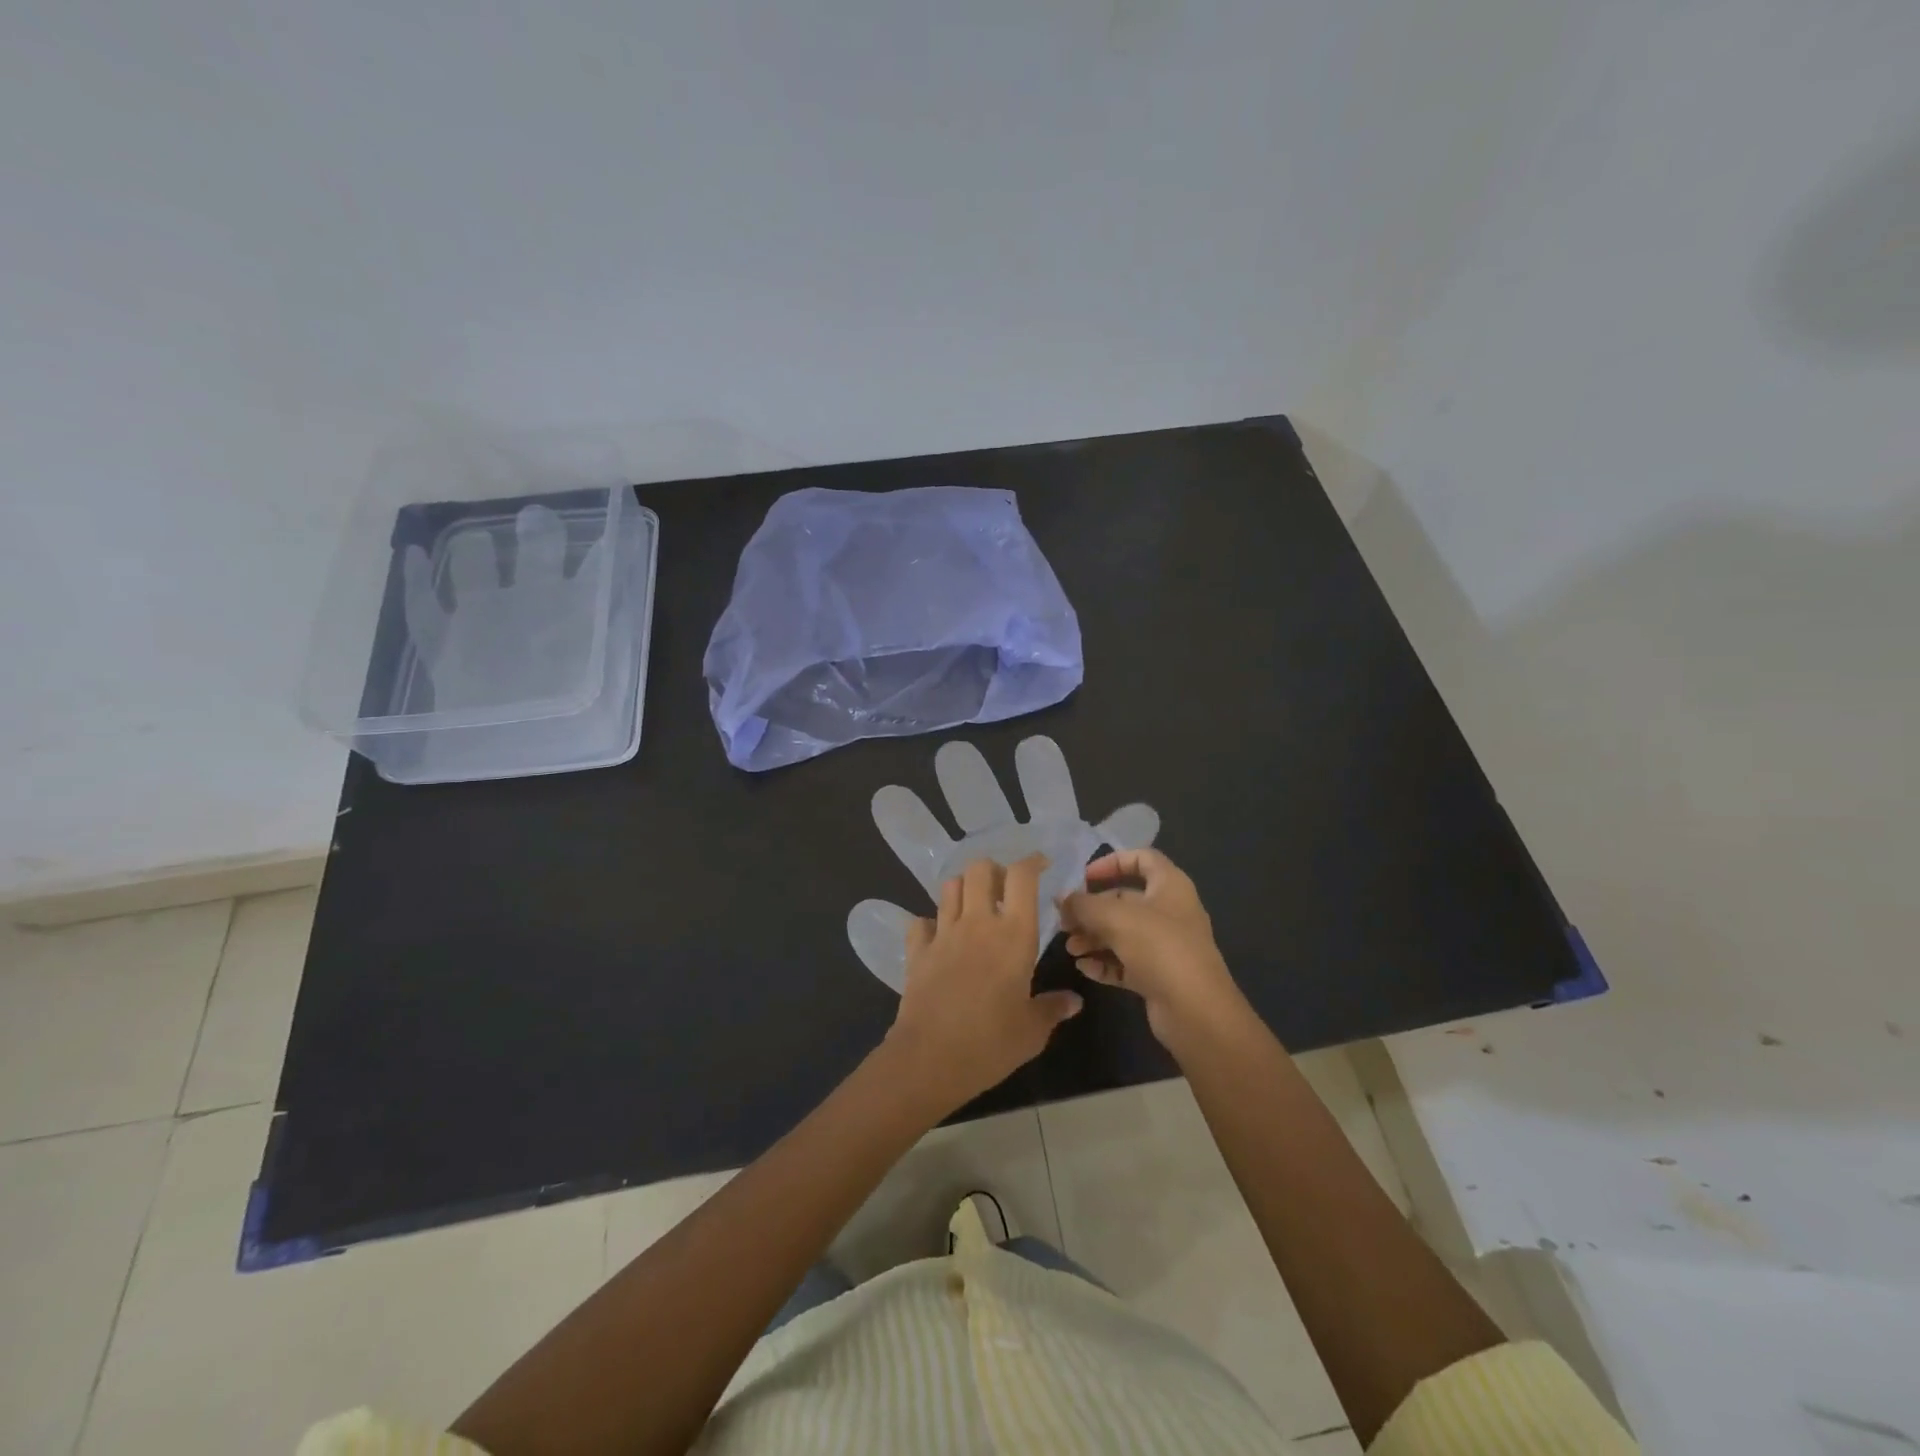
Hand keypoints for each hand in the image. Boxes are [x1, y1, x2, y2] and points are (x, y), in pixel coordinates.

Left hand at [884, 854, 1083, 1113]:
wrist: (930, 1058)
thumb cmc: (991, 1043)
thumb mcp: (1032, 1031)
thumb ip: (1053, 1009)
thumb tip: (1074, 1001)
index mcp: (1014, 934)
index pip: (1022, 877)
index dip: (1032, 862)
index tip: (1041, 865)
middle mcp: (978, 922)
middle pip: (980, 869)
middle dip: (994, 871)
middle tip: (1004, 891)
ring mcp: (943, 933)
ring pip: (950, 887)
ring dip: (963, 889)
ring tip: (974, 908)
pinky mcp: (917, 951)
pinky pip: (921, 922)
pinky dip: (930, 923)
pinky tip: (939, 938)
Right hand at [1059, 848, 1240, 1047]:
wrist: (1195, 1011)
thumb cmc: (1158, 947)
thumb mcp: (1114, 918)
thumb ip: (1083, 905)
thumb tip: (1061, 898)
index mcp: (1169, 886)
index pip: (1142, 858)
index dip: (1112, 862)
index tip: (1085, 877)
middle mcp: (1170, 911)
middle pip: (1125, 900)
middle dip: (1092, 909)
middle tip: (1064, 921)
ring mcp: (1166, 946)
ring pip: (1123, 933)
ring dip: (1094, 937)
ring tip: (1070, 948)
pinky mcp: (1159, 976)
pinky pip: (1126, 962)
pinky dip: (1105, 962)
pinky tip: (1084, 968)